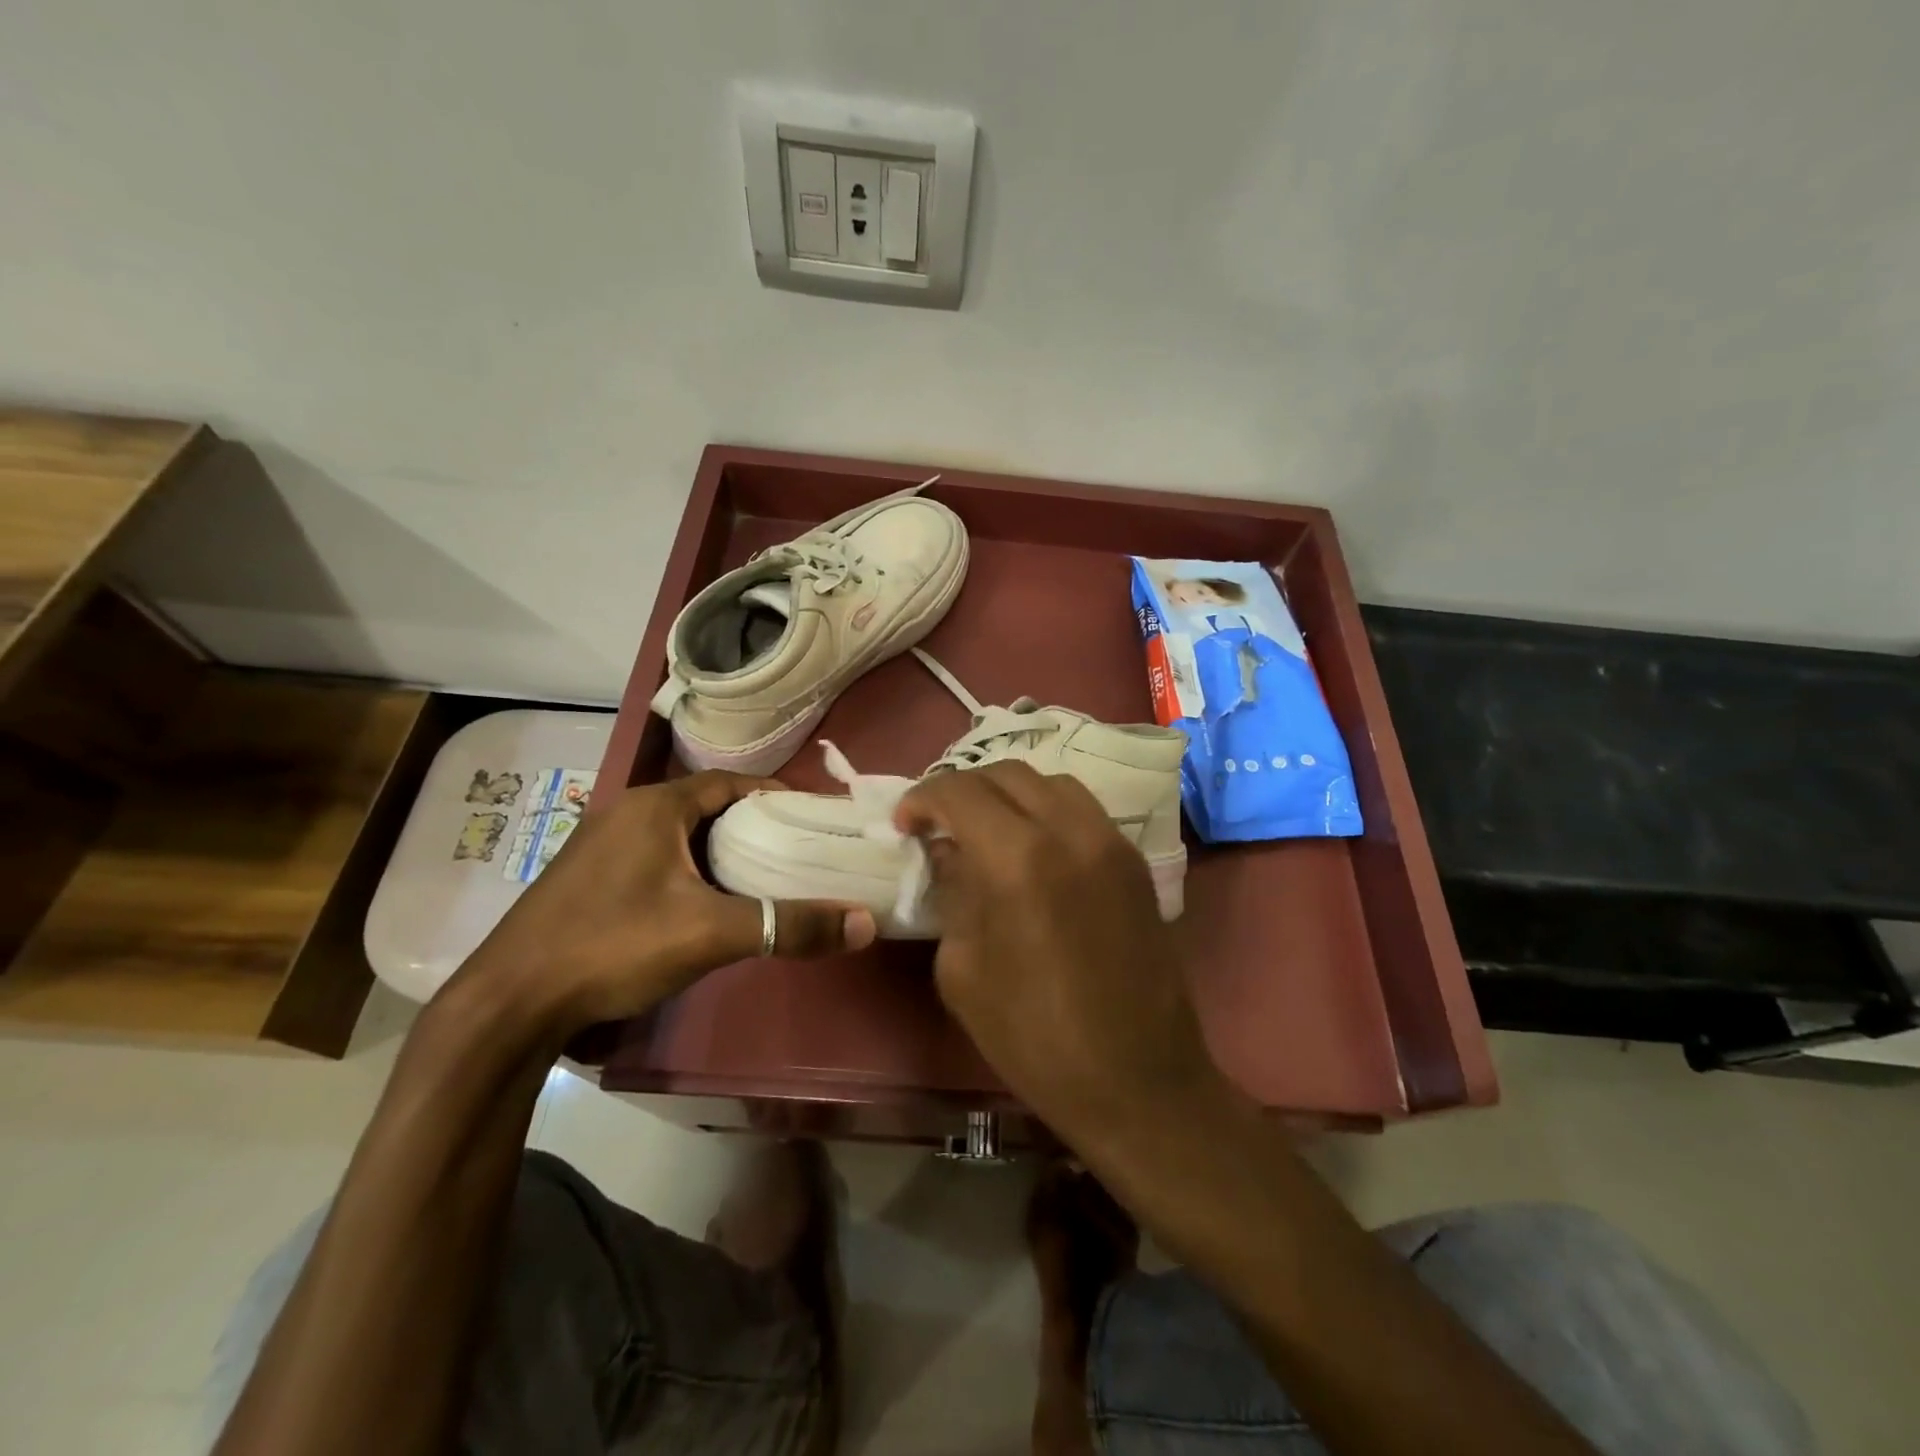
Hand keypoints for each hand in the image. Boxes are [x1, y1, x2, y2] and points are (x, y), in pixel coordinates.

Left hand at [459, 772, 875, 1030]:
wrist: (508, 1005)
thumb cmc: (613, 946)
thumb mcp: (710, 933)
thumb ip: (788, 925)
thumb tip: (864, 923)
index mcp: (653, 806)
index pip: (729, 782)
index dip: (773, 794)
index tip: (811, 816)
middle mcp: (624, 813)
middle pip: (704, 806)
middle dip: (751, 824)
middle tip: (795, 848)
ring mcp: (599, 847)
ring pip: (677, 834)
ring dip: (717, 848)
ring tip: (760, 874)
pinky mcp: (585, 880)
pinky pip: (653, 858)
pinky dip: (687, 869)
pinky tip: (703, 903)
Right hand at [894, 763, 1223, 1148]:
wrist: (1137, 1080)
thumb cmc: (1034, 1038)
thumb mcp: (963, 970)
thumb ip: (952, 893)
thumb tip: (948, 851)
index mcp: (1018, 859)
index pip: (961, 792)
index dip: (923, 798)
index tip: (905, 824)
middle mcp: (1069, 831)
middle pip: (1007, 774)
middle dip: (963, 789)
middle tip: (939, 823)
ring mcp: (1110, 842)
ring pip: (1051, 782)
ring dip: (1008, 793)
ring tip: (986, 828)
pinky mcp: (1135, 861)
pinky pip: (1083, 810)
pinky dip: (1047, 810)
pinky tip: (1032, 847)